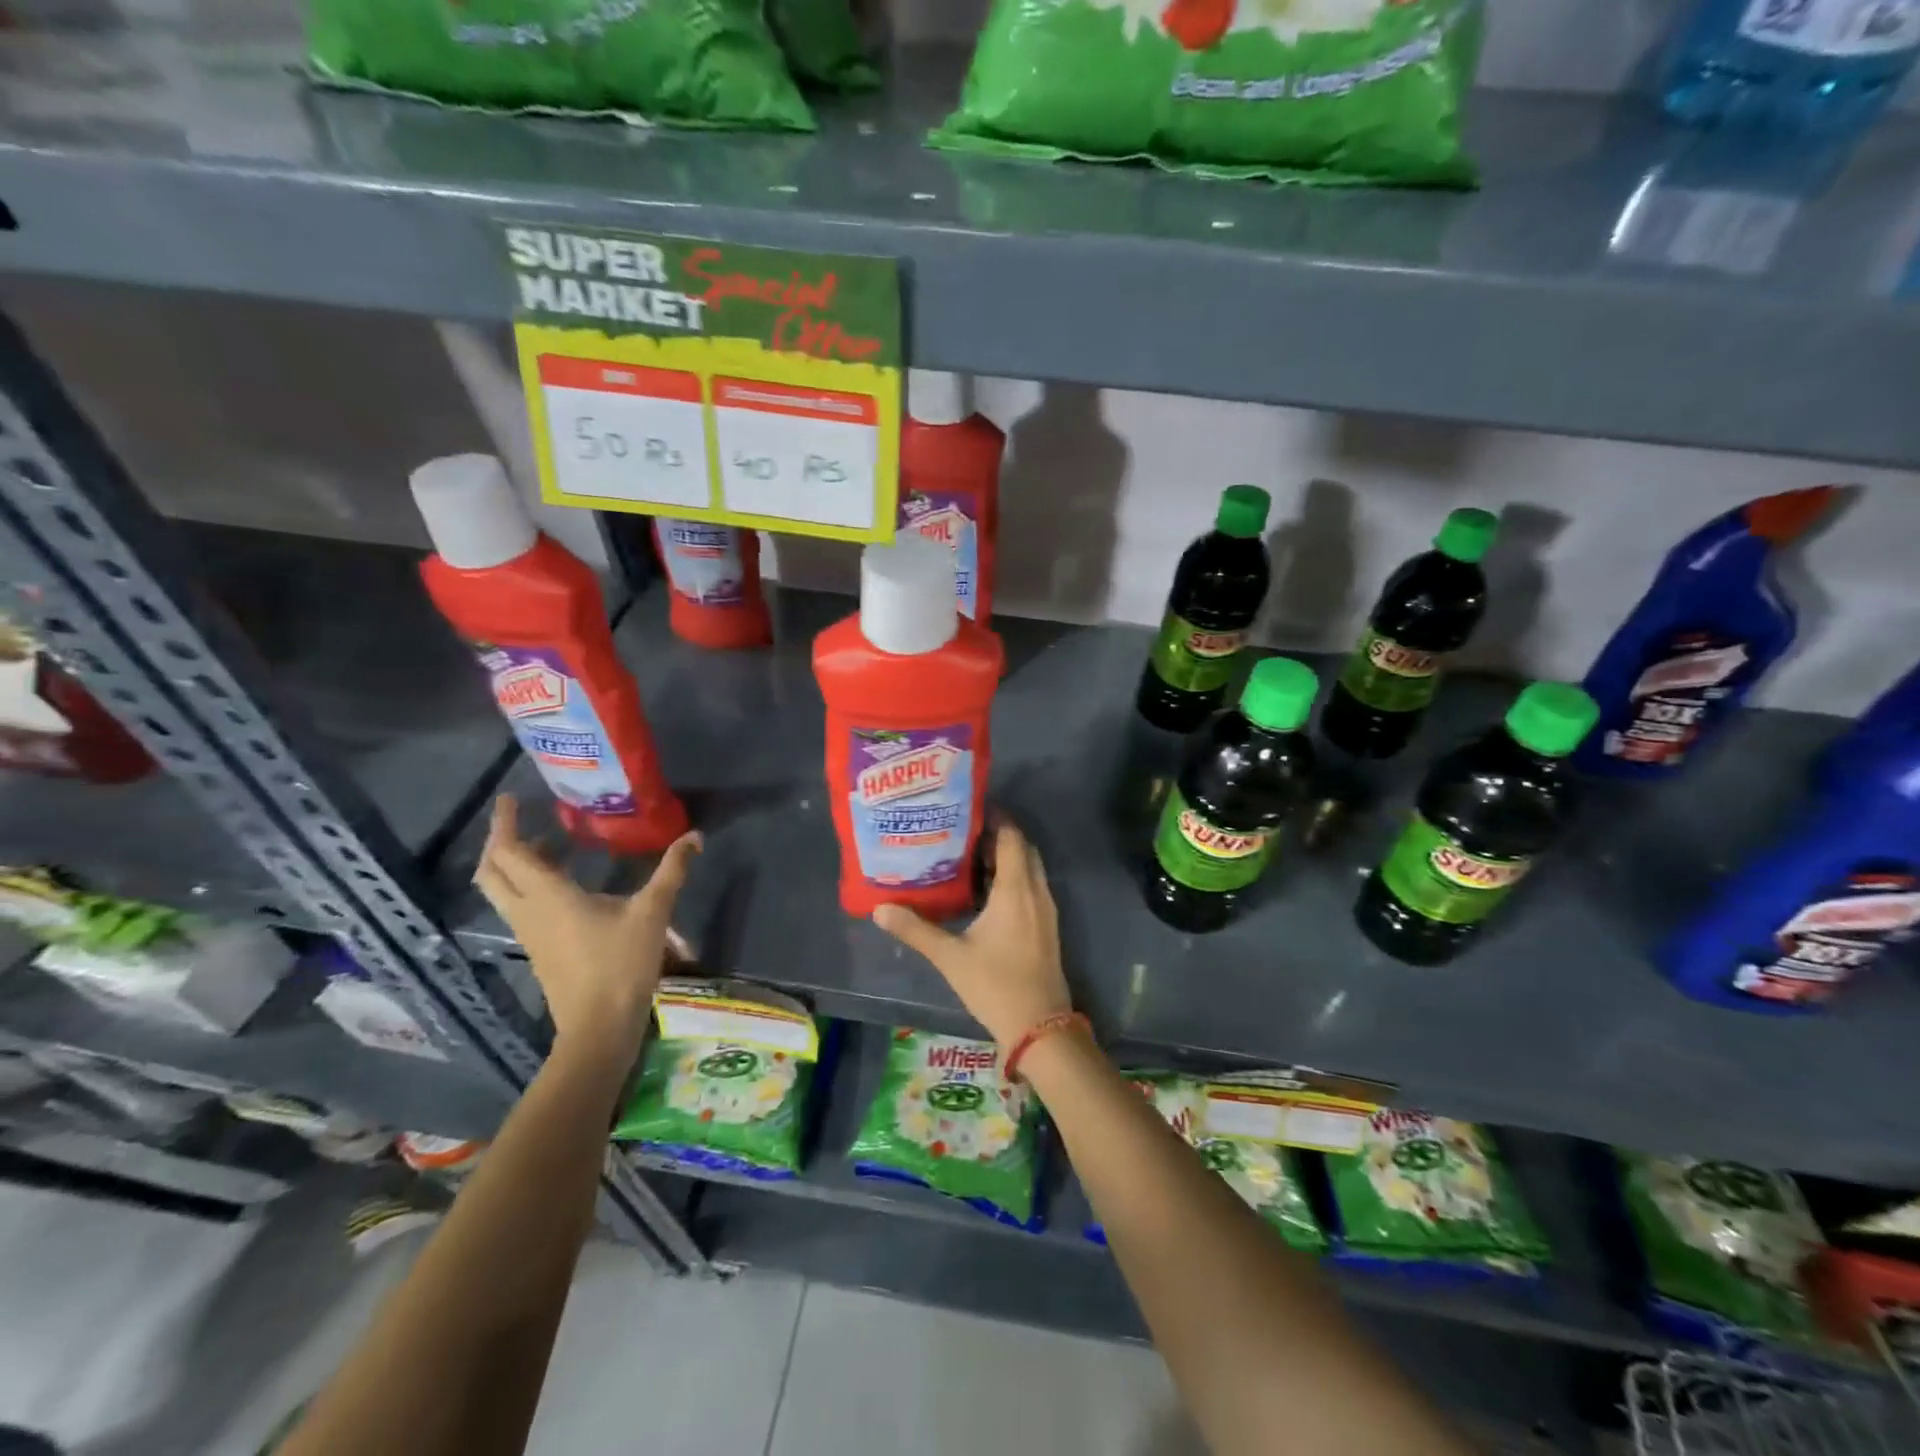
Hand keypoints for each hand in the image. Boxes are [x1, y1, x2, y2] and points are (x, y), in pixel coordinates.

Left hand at [472, 795, 700, 1056]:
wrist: (599, 1027)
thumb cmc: (621, 964)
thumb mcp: (653, 912)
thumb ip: (672, 871)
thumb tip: (694, 836)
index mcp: (548, 895)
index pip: (509, 852)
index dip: (504, 823)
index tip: (510, 799)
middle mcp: (528, 911)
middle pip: (493, 872)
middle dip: (500, 843)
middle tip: (521, 821)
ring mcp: (529, 933)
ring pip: (502, 892)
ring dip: (514, 866)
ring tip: (547, 847)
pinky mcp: (539, 950)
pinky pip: (520, 908)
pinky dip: (528, 887)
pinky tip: (564, 887)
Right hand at [871, 818, 1072, 1045]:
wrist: (1040, 1027)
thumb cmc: (996, 985)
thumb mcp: (950, 957)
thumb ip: (916, 929)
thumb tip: (879, 909)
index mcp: (1016, 890)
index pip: (1011, 837)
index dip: (994, 818)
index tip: (967, 810)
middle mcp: (1036, 892)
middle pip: (1022, 848)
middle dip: (997, 835)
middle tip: (962, 831)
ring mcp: (1046, 910)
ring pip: (1029, 868)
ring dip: (1006, 857)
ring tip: (968, 856)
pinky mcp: (1046, 926)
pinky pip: (1032, 886)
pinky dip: (1013, 877)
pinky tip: (985, 891)